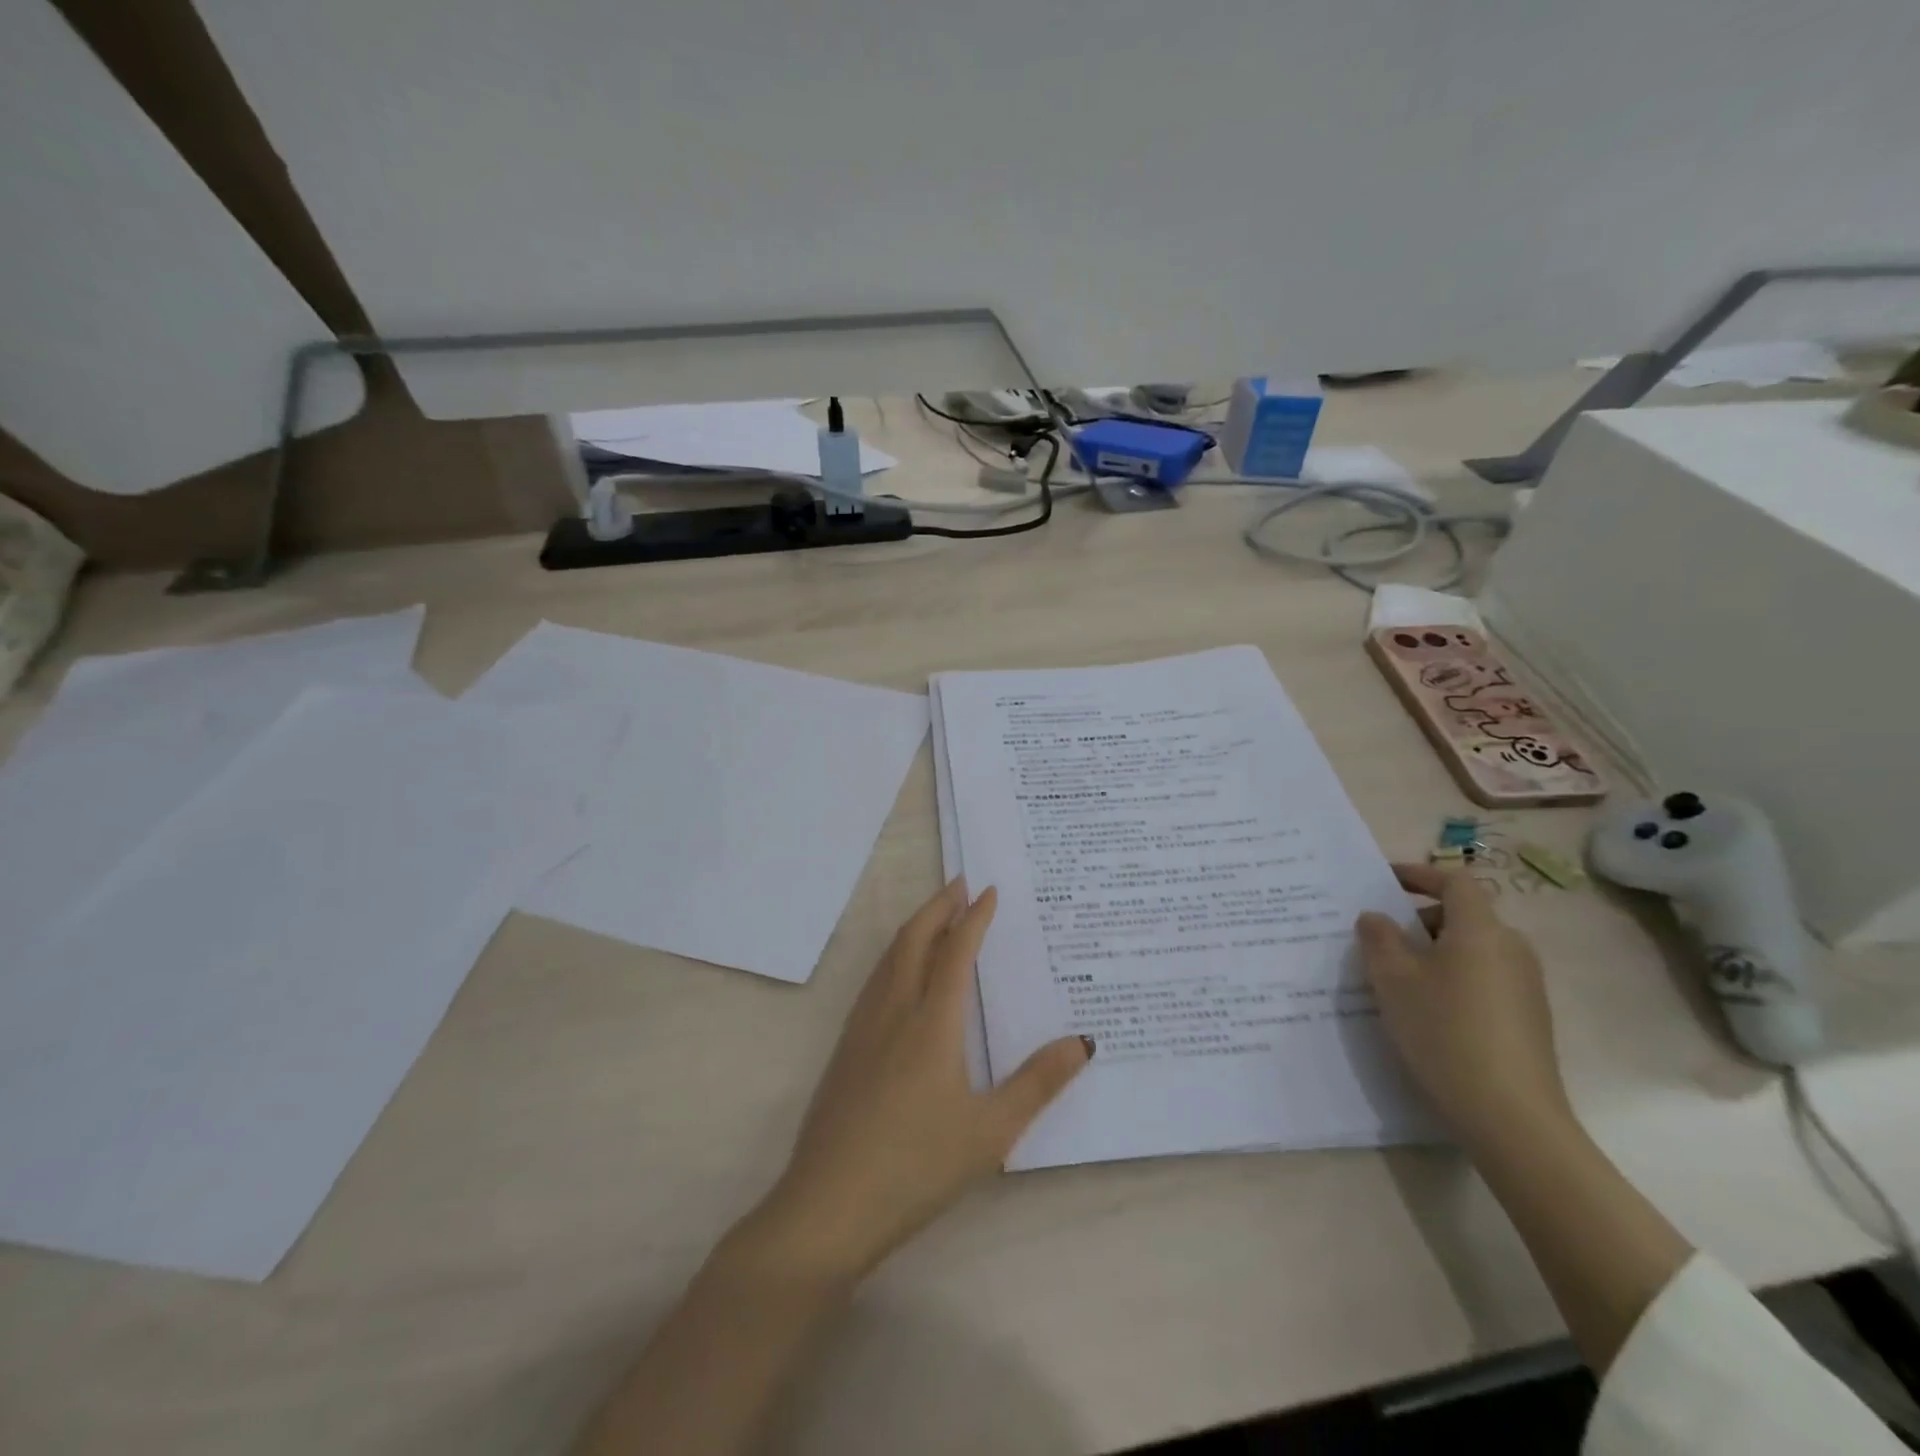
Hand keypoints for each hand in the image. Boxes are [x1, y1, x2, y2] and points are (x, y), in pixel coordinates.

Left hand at [744, 881, 1092, 1285]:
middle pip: (914, 940)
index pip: (955, 953)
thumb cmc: (916, 1167)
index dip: (973, 918)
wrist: (828, 1206)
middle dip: (938, 907)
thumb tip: (1083, 1041)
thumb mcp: (989, 1132)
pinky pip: (874, 982)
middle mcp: (894, 1012)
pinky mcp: (844, 1050)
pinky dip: (894, 958)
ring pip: (889, 958)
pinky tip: (900, 977)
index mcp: (932, 1023)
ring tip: (934, 918)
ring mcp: (862, 1029)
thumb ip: (1037, 1083)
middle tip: (959, 885)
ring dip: (914, 929)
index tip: (988, 891)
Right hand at [1355, 863, 1570, 1150]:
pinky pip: (1483, 978)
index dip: (1419, 874)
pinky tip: (1427, 1010)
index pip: (1454, 881)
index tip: (1384, 881)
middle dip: (1419, 919)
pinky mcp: (1529, 1017)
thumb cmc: (1444, 1032)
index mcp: (1481, 930)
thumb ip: (1379, 939)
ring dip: (1434, 951)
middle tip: (1380, 937)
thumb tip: (1376, 917)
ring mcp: (1526, 985)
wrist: (1511, 1116)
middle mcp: (1512, 948)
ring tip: (1396, 977)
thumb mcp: (1393, 980)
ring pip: (1472, 949)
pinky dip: (1452, 977)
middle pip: (1464, 915)